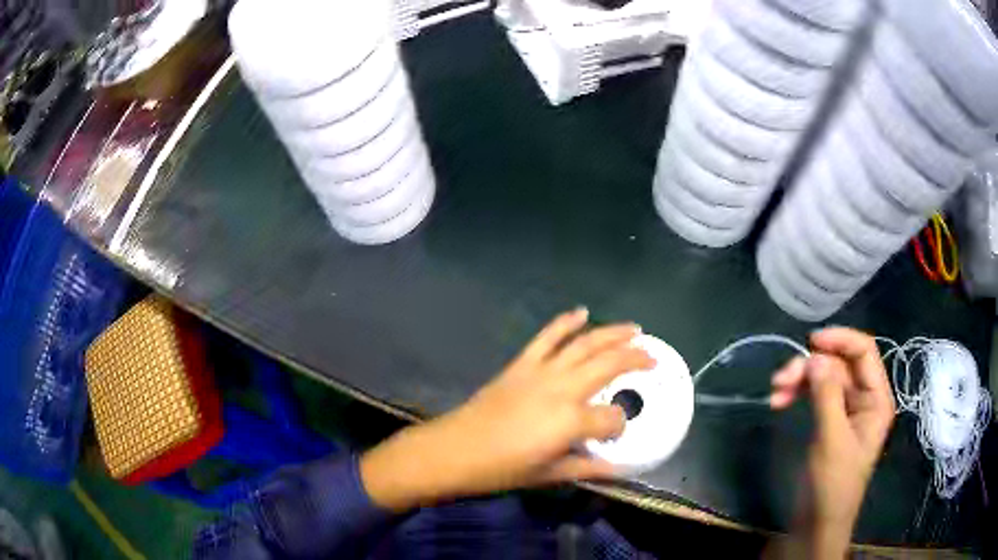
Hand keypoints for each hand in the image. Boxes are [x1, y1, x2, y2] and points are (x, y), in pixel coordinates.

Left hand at [360, 308, 651, 511]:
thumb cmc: (503, 469)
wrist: (456, 450)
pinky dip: (565, 322)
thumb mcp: (549, 474)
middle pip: (608, 365)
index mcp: (571, 420)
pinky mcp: (522, 364)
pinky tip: (581, 313)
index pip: (612, 418)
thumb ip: (588, 467)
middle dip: (635, 359)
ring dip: (612, 333)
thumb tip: (619, 468)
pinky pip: (547, 337)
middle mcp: (562, 388)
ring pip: (584, 344)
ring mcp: (541, 371)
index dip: (619, 425)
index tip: (617, 432)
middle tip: (653, 356)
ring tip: (634, 329)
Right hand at [769, 328, 894, 557]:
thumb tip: (815, 357)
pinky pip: (815, 395)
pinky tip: (780, 401)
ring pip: (824, 378)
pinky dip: (798, 393)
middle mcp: (864, 398)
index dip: (840, 340)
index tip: (810, 342)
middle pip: (840, 364)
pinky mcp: (829, 421)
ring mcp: (846, 410)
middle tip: (781, 379)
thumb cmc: (832, 484)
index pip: (864, 352)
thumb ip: (827, 396)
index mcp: (876, 399)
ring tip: (775, 391)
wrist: (817, 524)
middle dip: (811, 366)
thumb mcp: (832, 440)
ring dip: (800, 380)